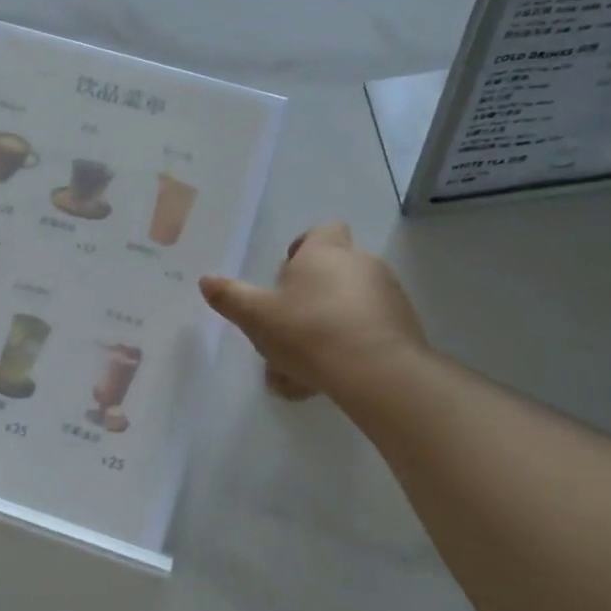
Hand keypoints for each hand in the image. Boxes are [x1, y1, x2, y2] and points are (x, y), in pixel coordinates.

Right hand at [199, 224, 426, 401]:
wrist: (376, 372)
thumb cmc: (308, 331)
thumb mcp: (256, 316)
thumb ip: (230, 297)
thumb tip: (206, 280)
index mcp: (325, 253)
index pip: (321, 230)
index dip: (304, 247)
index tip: (287, 273)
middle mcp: (361, 264)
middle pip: (335, 270)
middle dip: (312, 296)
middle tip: (288, 325)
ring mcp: (388, 295)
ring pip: (350, 306)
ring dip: (328, 327)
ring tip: (302, 368)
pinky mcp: (404, 327)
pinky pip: (369, 332)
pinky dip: (349, 348)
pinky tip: (327, 380)